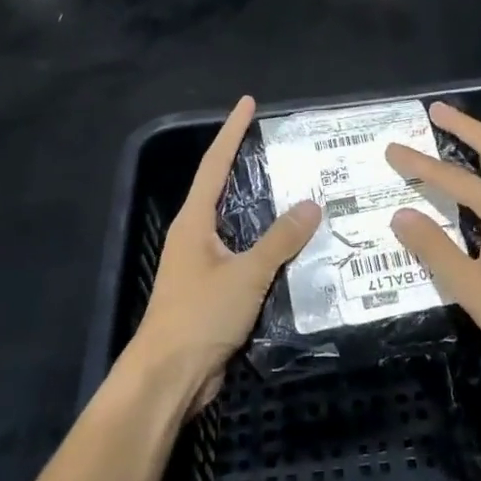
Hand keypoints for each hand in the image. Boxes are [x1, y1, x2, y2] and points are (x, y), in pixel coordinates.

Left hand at [128, 95, 319, 415]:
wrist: (169, 377)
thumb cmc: (199, 316)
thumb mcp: (245, 274)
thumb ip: (280, 240)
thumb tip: (311, 205)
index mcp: (194, 223)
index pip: (214, 165)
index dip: (231, 132)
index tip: (247, 103)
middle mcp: (195, 237)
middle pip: (223, 192)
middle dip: (248, 167)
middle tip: (283, 149)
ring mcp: (203, 266)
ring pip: (239, 228)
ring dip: (264, 212)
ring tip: (299, 194)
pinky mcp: (215, 293)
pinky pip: (246, 259)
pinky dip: (268, 249)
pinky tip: (296, 250)